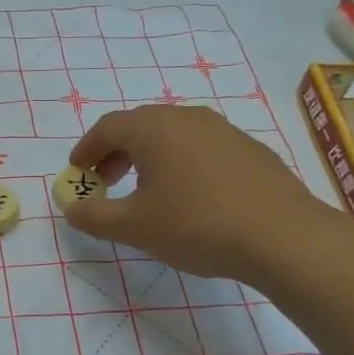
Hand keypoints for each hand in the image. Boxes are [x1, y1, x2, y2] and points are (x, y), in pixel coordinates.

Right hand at [62, 106, 339, 283]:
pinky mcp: (250, 150)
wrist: (282, 236)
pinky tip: (190, 197)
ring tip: (146, 190)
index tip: (78, 171)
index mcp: (154, 129)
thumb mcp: (134, 227)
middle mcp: (188, 118)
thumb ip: (95, 216)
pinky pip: (202, 148)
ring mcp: (224, 131)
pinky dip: (182, 163)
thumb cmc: (196, 225)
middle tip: (106, 182)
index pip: (108, 127)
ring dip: (150, 157)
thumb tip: (71, 208)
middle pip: (141, 126)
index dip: (87, 148)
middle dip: (116, 152)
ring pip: (174, 135)